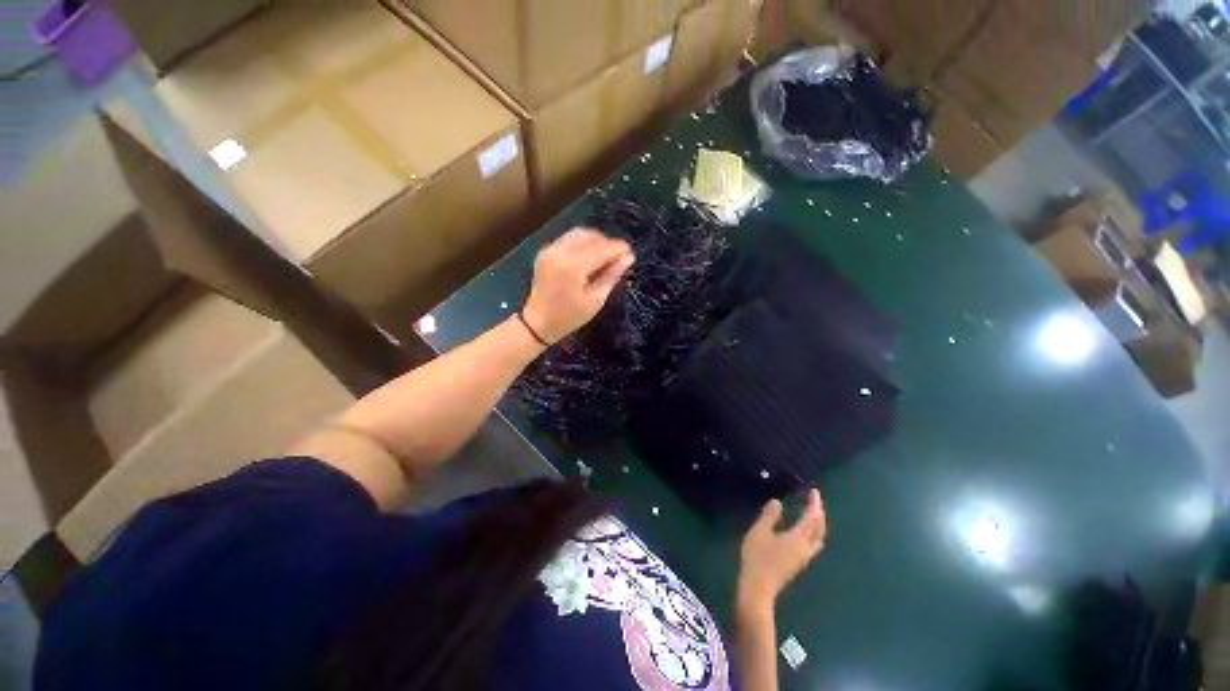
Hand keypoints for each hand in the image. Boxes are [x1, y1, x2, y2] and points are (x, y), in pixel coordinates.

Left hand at [522, 228, 634, 343]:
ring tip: (605, 257)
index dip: (618, 249)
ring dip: (595, 241)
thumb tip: (628, 257)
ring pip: (579, 234)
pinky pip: (569, 239)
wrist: (538, 322)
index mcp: (572, 266)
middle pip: (591, 237)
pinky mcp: (546, 251)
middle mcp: (560, 251)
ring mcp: (550, 249)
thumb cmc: (569, 317)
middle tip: (619, 258)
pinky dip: (583, 243)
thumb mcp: (595, 300)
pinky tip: (589, 256)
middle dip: (608, 244)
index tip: (631, 254)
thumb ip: (612, 276)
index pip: (602, 248)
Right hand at [737, 489, 826, 618]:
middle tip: (814, 500)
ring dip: (818, 524)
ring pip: (818, 538)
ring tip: (811, 513)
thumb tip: (778, 502)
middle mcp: (806, 548)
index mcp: (798, 538)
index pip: (812, 518)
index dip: (814, 504)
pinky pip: (813, 543)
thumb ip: (770, 516)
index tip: (814, 491)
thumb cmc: (758, 557)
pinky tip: (803, 530)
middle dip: (819, 513)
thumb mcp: (759, 532)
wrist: (758, 588)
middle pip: (820, 529)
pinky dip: (813, 532)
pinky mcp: (798, 563)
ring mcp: (803, 558)